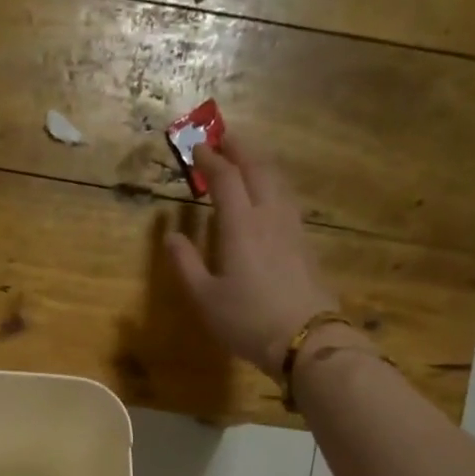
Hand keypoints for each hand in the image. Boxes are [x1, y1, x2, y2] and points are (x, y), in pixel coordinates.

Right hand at [165, 137, 341, 377]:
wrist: (303, 338)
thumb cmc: (246, 320)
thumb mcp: (205, 297)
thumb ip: (185, 263)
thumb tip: (170, 235)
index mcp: (240, 225)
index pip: (225, 178)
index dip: (210, 159)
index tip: (197, 148)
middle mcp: (268, 216)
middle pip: (258, 168)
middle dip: (240, 148)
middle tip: (225, 137)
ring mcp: (291, 227)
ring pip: (277, 181)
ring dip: (260, 163)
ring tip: (247, 158)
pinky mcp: (304, 242)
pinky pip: (286, 198)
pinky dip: (273, 184)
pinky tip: (269, 194)